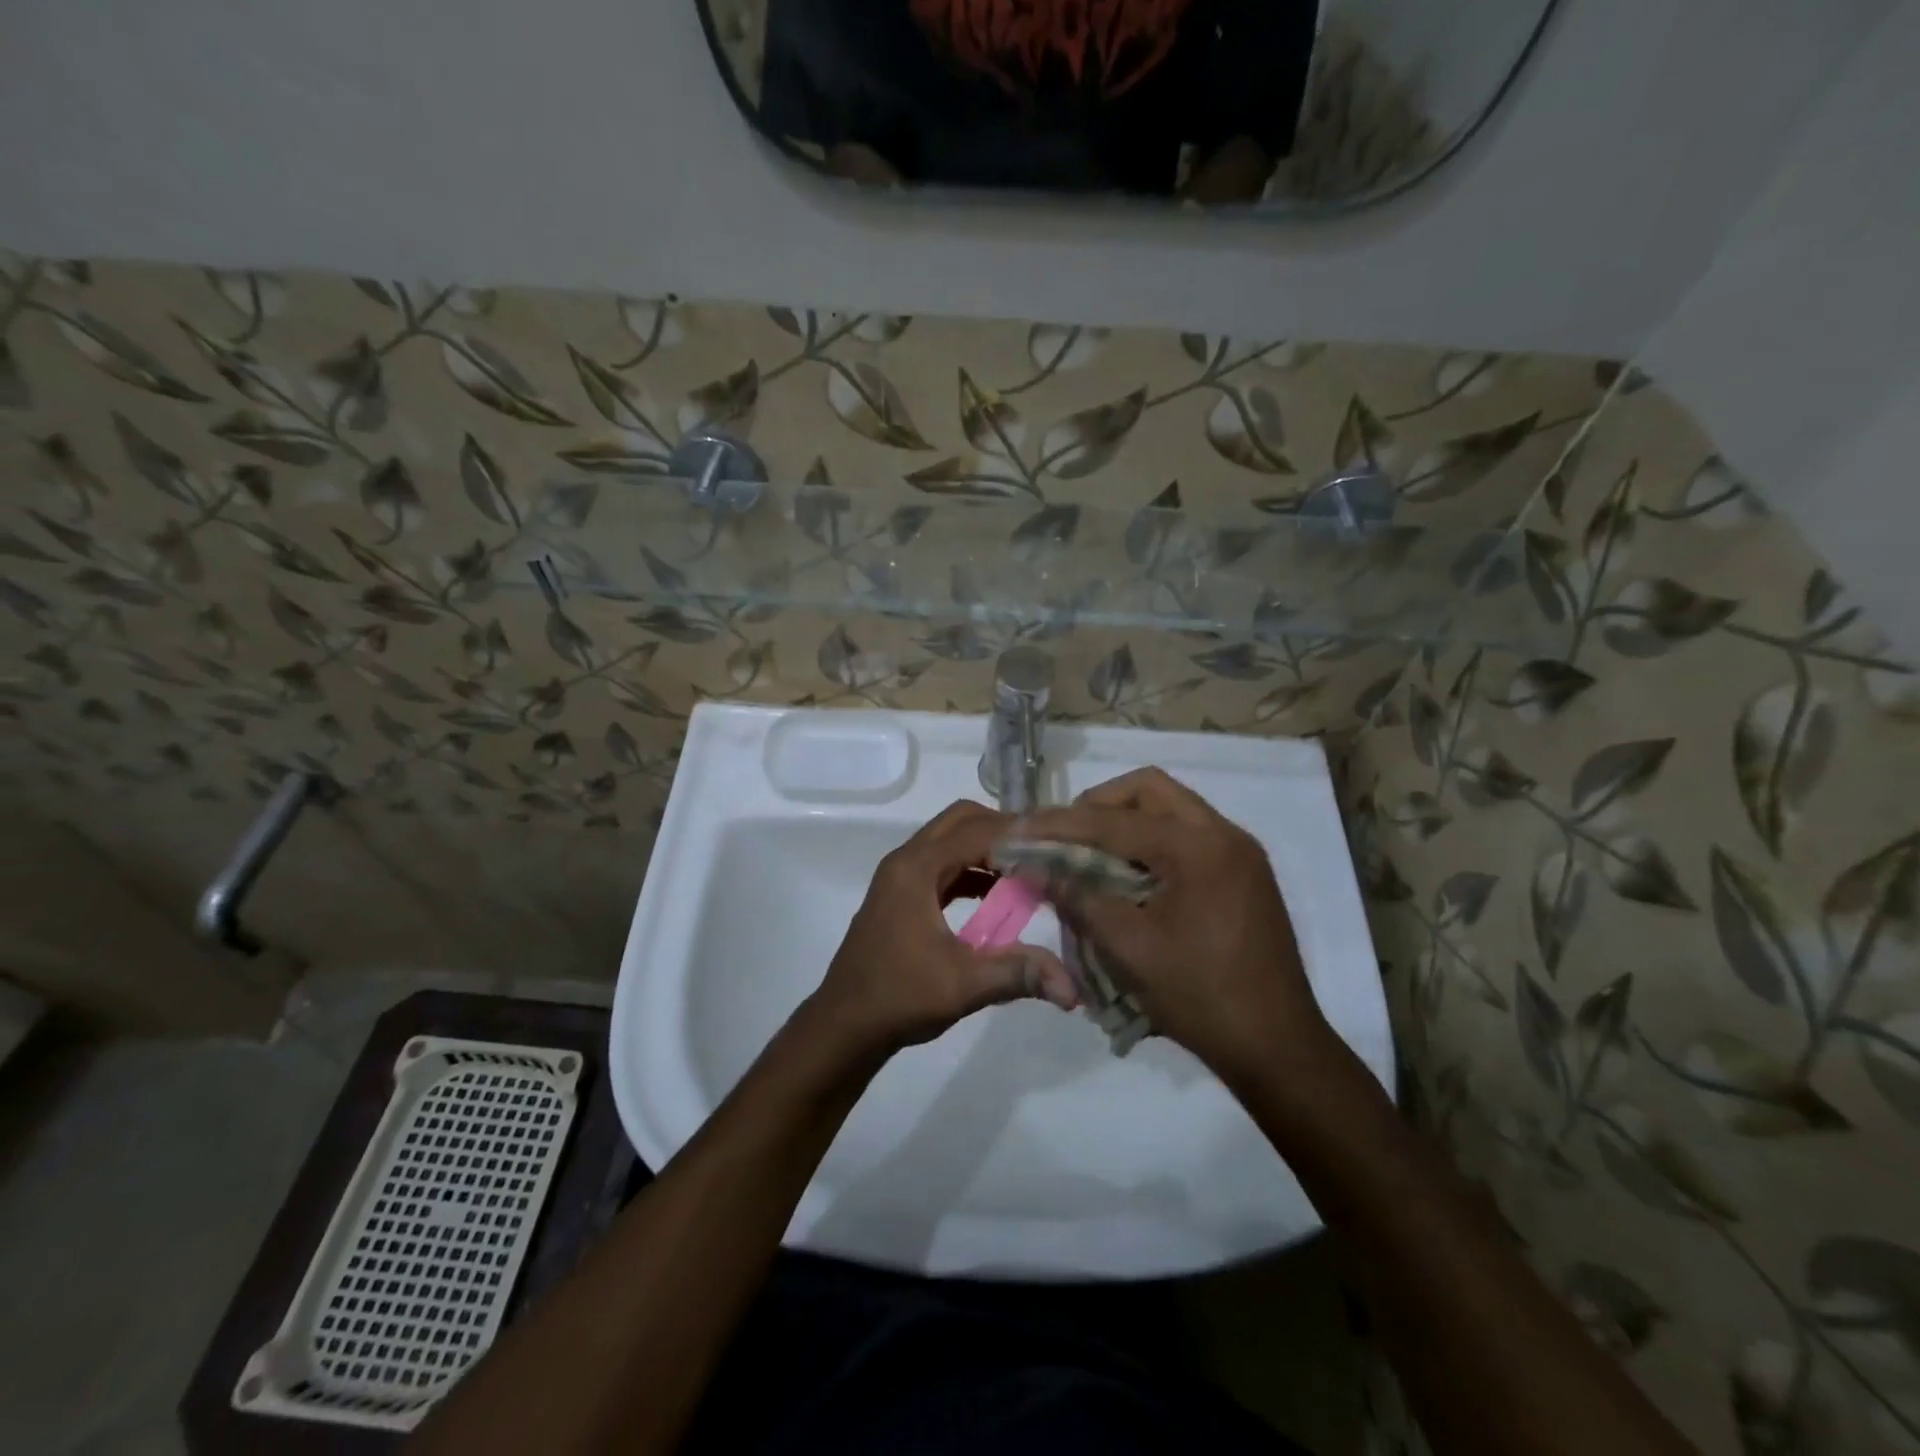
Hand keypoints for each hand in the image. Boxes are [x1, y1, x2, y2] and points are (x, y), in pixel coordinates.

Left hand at [807, 801, 1077, 1057]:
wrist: (844, 1026)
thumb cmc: (899, 997)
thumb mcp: (963, 984)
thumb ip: (1019, 973)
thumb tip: (1075, 989)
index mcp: (917, 868)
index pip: (977, 832)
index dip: (1019, 835)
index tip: (1057, 847)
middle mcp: (906, 860)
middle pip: (961, 821)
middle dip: (1003, 830)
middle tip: (1043, 852)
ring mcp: (900, 876)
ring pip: (950, 840)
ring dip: (987, 849)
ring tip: (1029, 871)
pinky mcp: (901, 895)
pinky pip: (943, 865)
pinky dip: (972, 870)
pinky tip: (998, 897)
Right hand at [1014, 768, 1335, 1086]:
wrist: (1277, 1048)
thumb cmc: (1201, 997)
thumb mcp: (1129, 949)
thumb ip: (1079, 899)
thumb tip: (1037, 869)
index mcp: (1199, 848)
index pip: (1115, 819)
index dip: (1062, 823)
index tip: (1022, 828)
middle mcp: (1224, 835)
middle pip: (1149, 789)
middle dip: (1098, 804)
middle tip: (1064, 835)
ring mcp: (1239, 852)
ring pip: (1170, 807)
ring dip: (1125, 820)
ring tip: (1088, 852)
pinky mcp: (1243, 873)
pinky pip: (1187, 834)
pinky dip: (1151, 841)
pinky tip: (1127, 874)